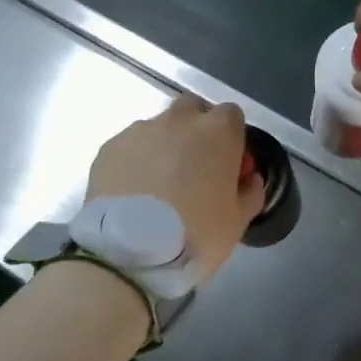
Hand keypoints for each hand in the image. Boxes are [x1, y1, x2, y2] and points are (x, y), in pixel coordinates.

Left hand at [86, 96, 265, 279]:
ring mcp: (141, 130)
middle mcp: (180, 120)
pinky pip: (131, 146)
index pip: (232, 115)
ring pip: (159, 127)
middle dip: (196, 128)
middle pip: (193, 109)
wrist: (129, 251)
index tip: (227, 162)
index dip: (231, 137)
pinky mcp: (110, 147)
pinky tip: (133, 191)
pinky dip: (135, 160)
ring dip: (164, 145)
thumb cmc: (195, 234)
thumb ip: (250, 192)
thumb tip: (250, 179)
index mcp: (218, 132)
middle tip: (193, 166)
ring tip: (158, 184)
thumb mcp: (238, 222)